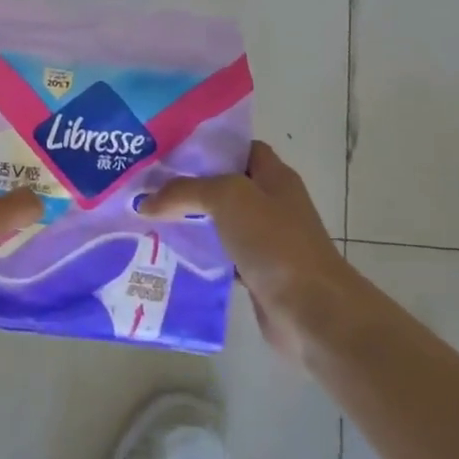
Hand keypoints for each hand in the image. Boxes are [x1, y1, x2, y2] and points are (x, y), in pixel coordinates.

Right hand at [140, 141, 354, 365]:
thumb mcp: (228, 198)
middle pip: (224, 185)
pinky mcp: (256, 273)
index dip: (207, 146)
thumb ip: (185, 192)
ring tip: (147, 217)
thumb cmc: (276, 243)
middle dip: (188, 185)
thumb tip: (146, 202)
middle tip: (147, 185)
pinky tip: (168, 254)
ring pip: (219, 222)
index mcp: (274, 176)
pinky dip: (197, 255)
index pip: (239, 149)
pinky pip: (219, 256)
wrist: (312, 312)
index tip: (168, 151)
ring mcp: (265, 240)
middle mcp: (271, 204)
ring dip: (190, 221)